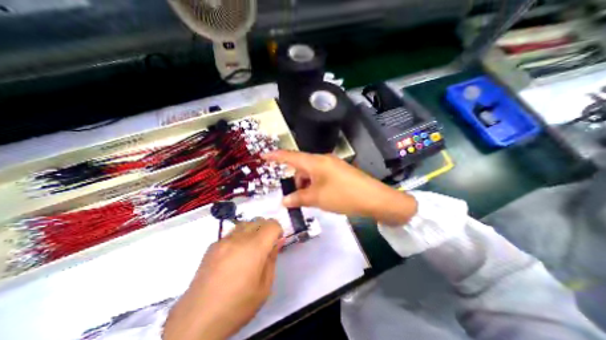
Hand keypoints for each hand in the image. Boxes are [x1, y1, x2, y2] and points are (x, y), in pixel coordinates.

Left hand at [162, 218, 282, 339]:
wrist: (197, 320)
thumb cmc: (237, 305)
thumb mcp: (264, 287)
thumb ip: (272, 259)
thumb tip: (278, 241)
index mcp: (255, 248)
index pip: (272, 224)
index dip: (278, 230)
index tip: (276, 241)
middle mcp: (239, 238)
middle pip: (259, 220)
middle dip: (267, 228)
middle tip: (265, 245)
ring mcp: (224, 240)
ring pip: (245, 223)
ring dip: (253, 230)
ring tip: (251, 248)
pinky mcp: (213, 246)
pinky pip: (232, 232)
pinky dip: (239, 236)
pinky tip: (235, 254)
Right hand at [262, 150, 416, 225]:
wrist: (375, 199)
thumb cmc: (343, 195)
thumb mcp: (317, 198)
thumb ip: (298, 198)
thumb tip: (284, 201)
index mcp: (316, 162)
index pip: (291, 156)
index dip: (276, 156)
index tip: (263, 156)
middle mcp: (323, 160)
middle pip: (302, 167)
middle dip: (296, 181)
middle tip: (298, 198)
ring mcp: (333, 165)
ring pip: (312, 173)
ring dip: (307, 185)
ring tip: (312, 200)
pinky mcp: (339, 172)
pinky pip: (321, 177)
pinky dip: (316, 186)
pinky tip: (321, 197)